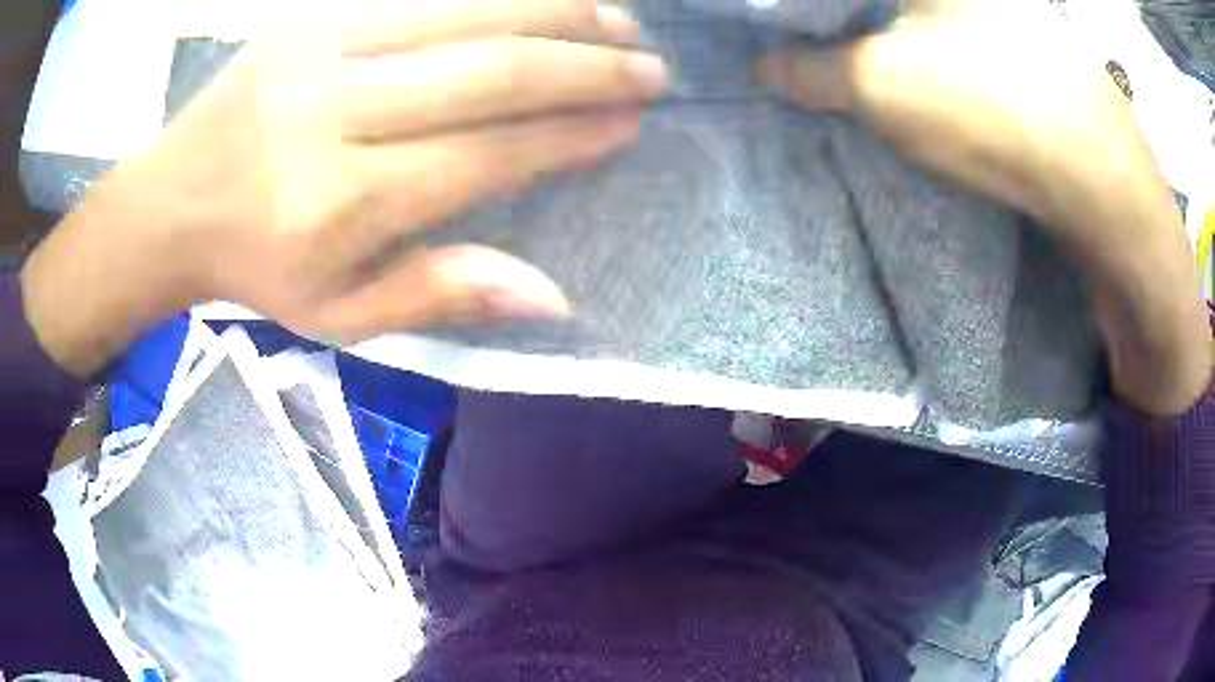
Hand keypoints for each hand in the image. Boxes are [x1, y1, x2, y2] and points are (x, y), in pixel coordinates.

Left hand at [21, 0, 667, 377]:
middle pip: (487, 73)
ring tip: (617, 19)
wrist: (169, 203)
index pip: (485, 155)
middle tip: (649, 68)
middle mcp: (335, 116)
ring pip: (462, 16)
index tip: (628, 125)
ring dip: (553, 13)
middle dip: (584, 68)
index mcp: (342, 203)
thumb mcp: (338, 315)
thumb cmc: (254, 268)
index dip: (567, 136)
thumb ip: (440, 296)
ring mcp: (320, 52)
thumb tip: (553, 295)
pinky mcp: (310, 19)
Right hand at [756, 6, 1210, 414]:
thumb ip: (812, 72)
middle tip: (821, 58)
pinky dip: (934, 54)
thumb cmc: (986, 108)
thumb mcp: (879, 86)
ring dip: (889, 38)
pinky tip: (937, 86)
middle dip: (845, 25)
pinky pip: (962, 38)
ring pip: (924, 18)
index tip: (791, 41)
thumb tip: (764, 68)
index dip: (807, 14)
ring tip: (871, 74)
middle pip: (885, 3)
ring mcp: (1005, 12)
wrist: (1100, 177)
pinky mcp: (1030, 47)